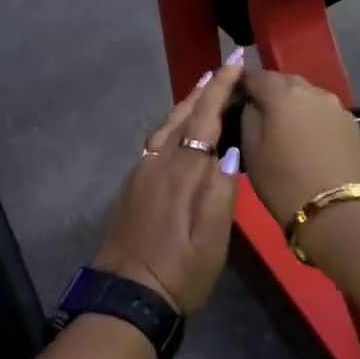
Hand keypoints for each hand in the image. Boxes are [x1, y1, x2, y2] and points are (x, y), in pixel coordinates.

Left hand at [94, 55, 246, 314]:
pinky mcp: (132, 185)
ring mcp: (141, 173)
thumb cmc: (179, 272)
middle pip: (181, 115)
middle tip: (222, 69)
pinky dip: (172, 125)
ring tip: (204, 91)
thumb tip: (231, 150)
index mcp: (182, 173)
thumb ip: (221, 193)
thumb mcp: (212, 241)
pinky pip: (156, 141)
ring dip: (186, 104)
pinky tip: (179, 131)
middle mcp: (158, 163)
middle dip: (203, 89)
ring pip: (165, 126)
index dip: (220, 89)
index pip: (203, 119)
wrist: (125, 297)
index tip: (234, 61)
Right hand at [237, 69, 359, 224]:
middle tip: (258, 116)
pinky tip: (309, 140)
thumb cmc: (284, 182)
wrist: (339, 214)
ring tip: (285, 130)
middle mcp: (311, 89)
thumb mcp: (251, 151)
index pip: (254, 75)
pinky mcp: (351, 123)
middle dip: (269, 93)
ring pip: (306, 95)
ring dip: (293, 105)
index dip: (241, 85)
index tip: (233, 101)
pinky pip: (323, 111)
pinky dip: (312, 118)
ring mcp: (335, 105)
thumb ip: (247, 115)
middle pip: (283, 81)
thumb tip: (250, 102)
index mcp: (282, 92)